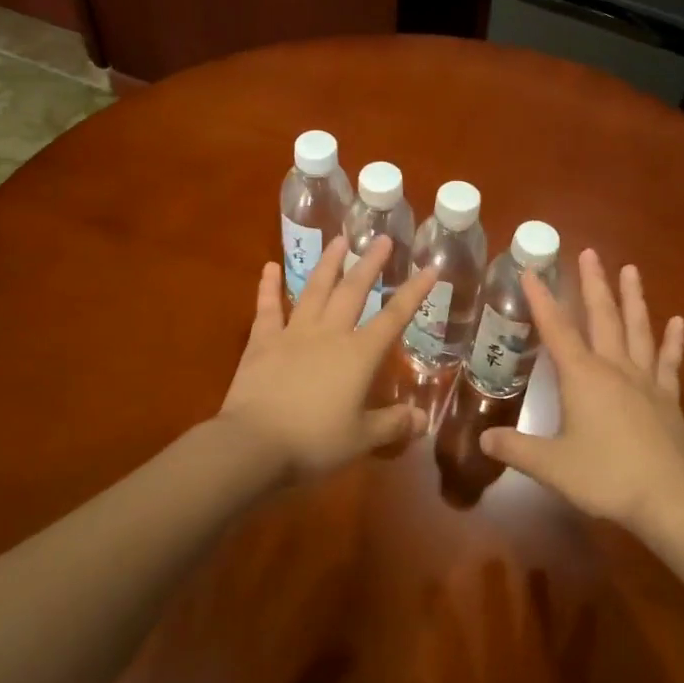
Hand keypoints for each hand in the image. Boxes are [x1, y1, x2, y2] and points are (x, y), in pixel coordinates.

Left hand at [219, 236, 436, 480]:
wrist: (253, 444)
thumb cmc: (314, 442)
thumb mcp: (361, 439)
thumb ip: (393, 424)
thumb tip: (423, 419)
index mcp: (359, 355)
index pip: (394, 317)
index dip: (414, 292)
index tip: (430, 267)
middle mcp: (329, 334)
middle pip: (353, 291)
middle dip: (370, 264)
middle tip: (382, 238)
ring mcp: (294, 333)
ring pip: (314, 290)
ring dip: (328, 264)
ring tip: (338, 240)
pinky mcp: (262, 342)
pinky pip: (267, 309)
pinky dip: (268, 287)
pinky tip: (269, 267)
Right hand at [481, 249, 683, 529]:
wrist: (669, 498)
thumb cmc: (605, 476)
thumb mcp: (551, 466)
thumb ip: (516, 449)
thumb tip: (483, 440)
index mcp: (583, 377)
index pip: (556, 329)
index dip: (541, 300)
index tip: (531, 271)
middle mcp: (614, 367)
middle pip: (602, 316)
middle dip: (593, 283)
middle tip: (588, 253)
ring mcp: (645, 380)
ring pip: (637, 328)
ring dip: (632, 297)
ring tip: (630, 268)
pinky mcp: (669, 397)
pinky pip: (669, 361)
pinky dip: (673, 340)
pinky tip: (677, 321)